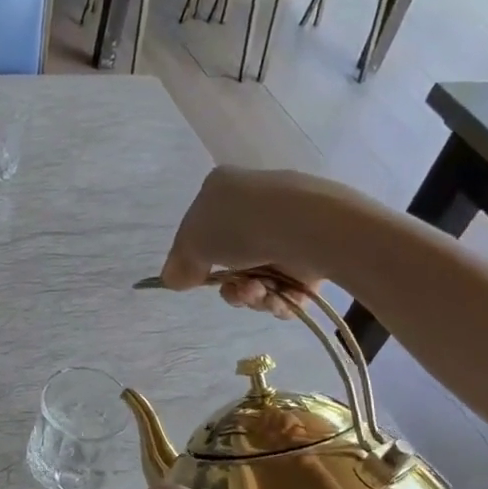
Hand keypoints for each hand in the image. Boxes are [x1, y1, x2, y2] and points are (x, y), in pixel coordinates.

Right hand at [161, 168, 328, 319]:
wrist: (309, 227)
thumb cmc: (241, 225)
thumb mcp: (194, 242)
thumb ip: (179, 263)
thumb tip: (173, 278)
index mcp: (224, 189)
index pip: (200, 227)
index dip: (194, 258)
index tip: (194, 278)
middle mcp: (255, 204)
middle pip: (230, 258)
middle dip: (230, 285)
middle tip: (235, 292)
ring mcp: (287, 227)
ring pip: (259, 275)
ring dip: (253, 295)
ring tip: (261, 294)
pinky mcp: (314, 251)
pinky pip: (288, 284)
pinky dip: (280, 298)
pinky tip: (280, 299)